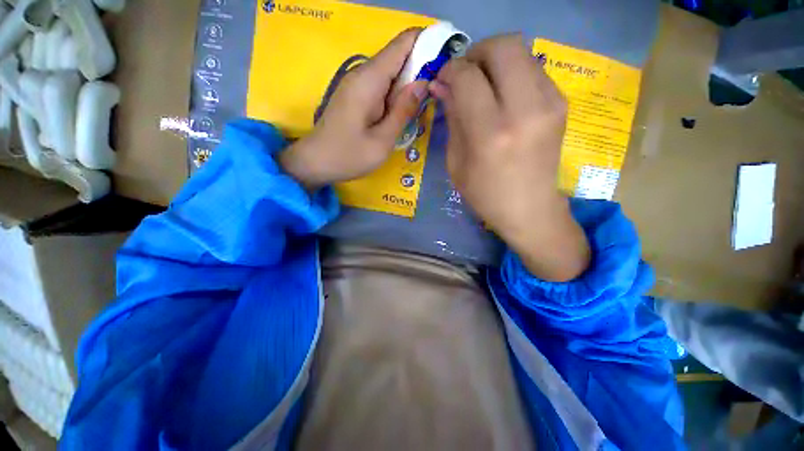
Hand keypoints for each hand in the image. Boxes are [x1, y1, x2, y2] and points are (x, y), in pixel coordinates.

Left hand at [279, 28, 427, 190]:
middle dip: (421, 68)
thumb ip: (403, 110)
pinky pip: (381, 86)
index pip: (403, 44)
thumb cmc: (349, 156)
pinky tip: (402, 112)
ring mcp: (357, 83)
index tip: (446, 60)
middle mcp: (363, 74)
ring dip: (409, 84)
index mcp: (370, 80)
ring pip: (391, 73)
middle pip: (398, 57)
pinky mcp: (356, 95)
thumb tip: (423, 82)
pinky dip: (396, 94)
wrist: (316, 162)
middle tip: (438, 92)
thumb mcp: (382, 140)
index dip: (427, 43)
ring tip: (423, 105)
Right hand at [430, 35, 589, 281]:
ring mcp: (549, 103)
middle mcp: (524, 110)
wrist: (530, 209)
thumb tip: (442, 85)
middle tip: (465, 74)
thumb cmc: (485, 194)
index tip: (443, 79)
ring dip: (495, 61)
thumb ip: (452, 118)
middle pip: (502, 46)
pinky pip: (533, 68)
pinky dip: (513, 73)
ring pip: (521, 51)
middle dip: (477, 52)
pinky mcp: (561, 103)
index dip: (451, 70)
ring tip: (484, 85)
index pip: (468, 77)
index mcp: (490, 134)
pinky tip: (504, 96)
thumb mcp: (456, 162)